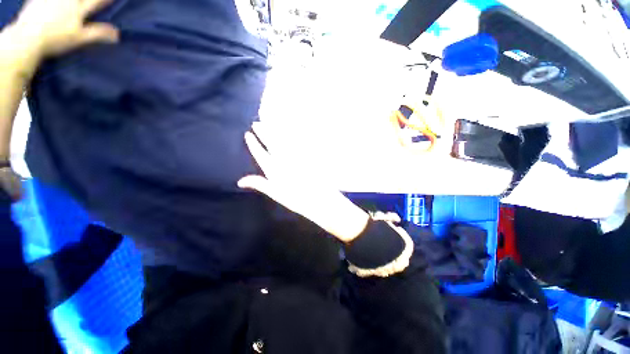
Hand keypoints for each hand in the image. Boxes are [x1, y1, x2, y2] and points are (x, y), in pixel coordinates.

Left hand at [8, 0, 117, 69]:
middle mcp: (67, 0)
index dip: (105, 0)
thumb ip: (98, 33)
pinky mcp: (38, 0)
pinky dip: (47, 1)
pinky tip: (51, 2)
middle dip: (90, 0)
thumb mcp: (79, 39)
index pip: (96, 2)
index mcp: (78, 9)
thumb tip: (117, 34)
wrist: (27, 38)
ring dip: (72, 1)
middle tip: (87, 2)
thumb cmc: (55, 40)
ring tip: (72, 3)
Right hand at [238, 131, 369, 242]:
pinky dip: (291, 132)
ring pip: (283, 138)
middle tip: (256, 123)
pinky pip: (298, 139)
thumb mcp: (276, 193)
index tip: (248, 134)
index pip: (260, 153)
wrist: (320, 199)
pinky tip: (289, 127)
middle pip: (271, 142)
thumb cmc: (297, 200)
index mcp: (274, 169)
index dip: (253, 144)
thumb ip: (260, 184)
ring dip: (274, 129)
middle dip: (262, 131)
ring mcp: (296, 155)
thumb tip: (240, 181)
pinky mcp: (308, 153)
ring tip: (268, 121)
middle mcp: (284, 159)